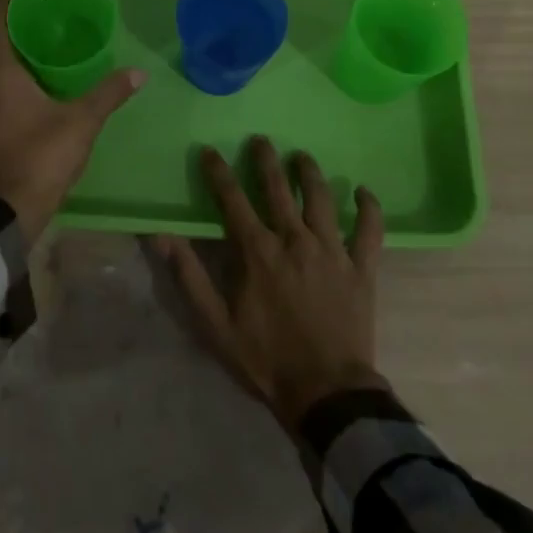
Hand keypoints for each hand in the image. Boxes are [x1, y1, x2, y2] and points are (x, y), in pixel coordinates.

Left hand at [0, 0, 144, 242]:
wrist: (12, 207)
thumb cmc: (42, 155)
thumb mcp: (82, 121)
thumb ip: (109, 94)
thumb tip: (138, 72)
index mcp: (1, 74)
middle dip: (9, 20)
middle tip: (37, 7)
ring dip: (9, 48)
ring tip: (39, 37)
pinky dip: (11, 72)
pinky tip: (35, 77)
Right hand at [155, 139, 385, 429]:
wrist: (327, 394)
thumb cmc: (266, 359)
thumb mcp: (215, 324)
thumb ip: (189, 276)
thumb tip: (163, 236)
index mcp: (257, 251)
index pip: (232, 199)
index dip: (219, 172)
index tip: (210, 151)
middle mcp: (294, 239)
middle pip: (278, 188)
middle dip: (266, 159)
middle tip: (261, 139)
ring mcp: (331, 250)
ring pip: (321, 198)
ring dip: (311, 173)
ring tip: (303, 156)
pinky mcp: (361, 268)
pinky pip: (370, 230)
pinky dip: (369, 208)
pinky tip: (364, 192)